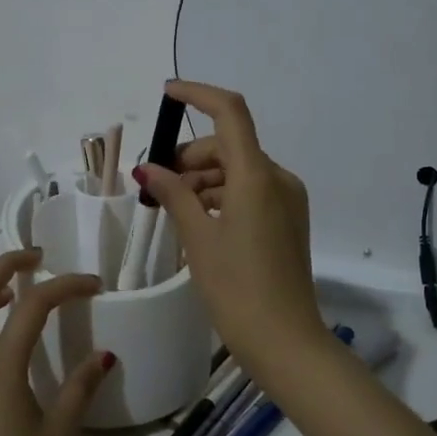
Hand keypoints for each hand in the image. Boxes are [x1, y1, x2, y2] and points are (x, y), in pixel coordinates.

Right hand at [135, 81, 323, 369]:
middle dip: (191, 156)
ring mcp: (288, 199)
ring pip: (239, 170)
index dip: (198, 95)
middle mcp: (278, 178)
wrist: (286, 341)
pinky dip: (222, 195)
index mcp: (257, 175)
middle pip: (230, 146)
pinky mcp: (289, 219)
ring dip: (204, 178)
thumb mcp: (199, 239)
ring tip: (172, 206)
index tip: (168, 94)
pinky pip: (251, 191)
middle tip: (156, 183)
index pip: (230, 112)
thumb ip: (173, 195)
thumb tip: (147, 169)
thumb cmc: (236, 288)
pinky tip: (199, 220)